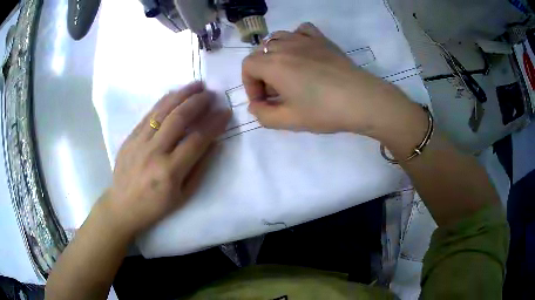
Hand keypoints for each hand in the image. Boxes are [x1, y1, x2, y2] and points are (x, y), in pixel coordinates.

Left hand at [104, 82, 230, 236]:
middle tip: (211, 94)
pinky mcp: (130, 137)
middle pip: (178, 118)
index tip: (225, 112)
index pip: (197, 139)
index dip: (213, 123)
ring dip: (181, 95)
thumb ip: (199, 168)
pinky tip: (174, 94)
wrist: (123, 206)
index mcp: (170, 171)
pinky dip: (163, 102)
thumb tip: (214, 142)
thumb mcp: (183, 195)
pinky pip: (148, 115)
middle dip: (198, 102)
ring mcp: (139, 142)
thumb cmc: (156, 206)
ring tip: (196, 85)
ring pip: (162, 111)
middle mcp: (154, 152)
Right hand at [242, 22, 412, 134]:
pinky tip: (302, 52)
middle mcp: (285, 46)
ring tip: (285, 71)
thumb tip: (256, 106)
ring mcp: (305, 39)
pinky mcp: (322, 39)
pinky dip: (295, 38)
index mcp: (273, 64)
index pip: (247, 66)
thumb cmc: (324, 110)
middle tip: (275, 92)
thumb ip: (263, 115)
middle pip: (260, 52)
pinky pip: (301, 30)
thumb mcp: (289, 120)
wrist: (361, 100)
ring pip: (277, 38)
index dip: (250, 85)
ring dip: (274, 54)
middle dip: (261, 73)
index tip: (263, 101)